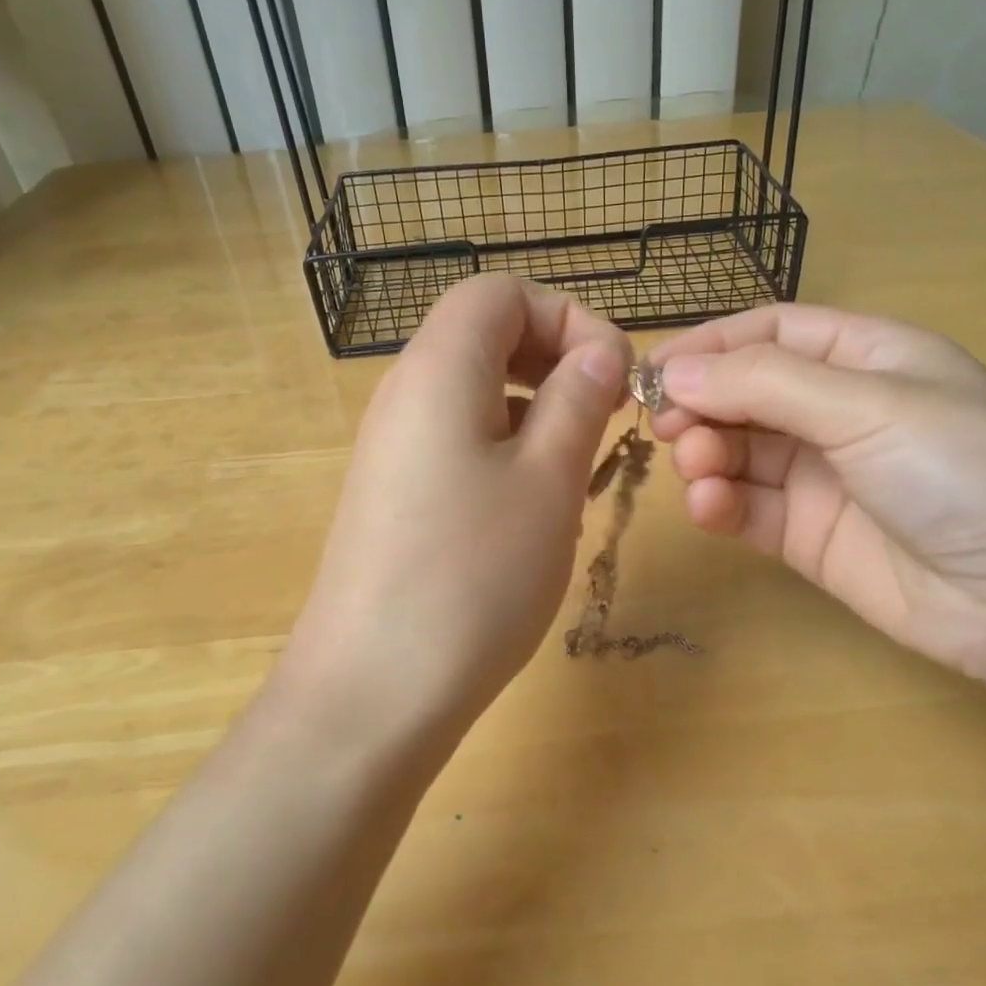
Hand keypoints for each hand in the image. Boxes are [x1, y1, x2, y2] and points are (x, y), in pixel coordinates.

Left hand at [286, 276, 629, 734]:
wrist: (372, 693)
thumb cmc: (473, 575)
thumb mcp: (548, 479)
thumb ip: (578, 399)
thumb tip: (601, 352)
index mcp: (439, 367)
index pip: (501, 292)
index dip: (567, 316)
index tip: (614, 377)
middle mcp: (406, 393)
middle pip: (486, 336)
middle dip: (557, 361)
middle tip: (604, 419)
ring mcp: (395, 447)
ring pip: (479, 393)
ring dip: (538, 413)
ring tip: (577, 473)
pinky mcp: (396, 494)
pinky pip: (460, 441)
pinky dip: (508, 452)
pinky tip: (536, 512)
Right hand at [651, 304, 985, 686]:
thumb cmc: (961, 467)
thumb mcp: (866, 403)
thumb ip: (763, 383)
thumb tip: (674, 372)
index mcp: (865, 357)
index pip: (770, 333)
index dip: (711, 345)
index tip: (654, 367)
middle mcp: (839, 410)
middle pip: (745, 392)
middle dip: (701, 403)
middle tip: (664, 425)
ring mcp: (821, 476)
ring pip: (739, 451)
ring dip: (706, 454)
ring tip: (695, 467)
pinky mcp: (806, 534)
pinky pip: (747, 507)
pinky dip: (720, 503)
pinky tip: (710, 507)